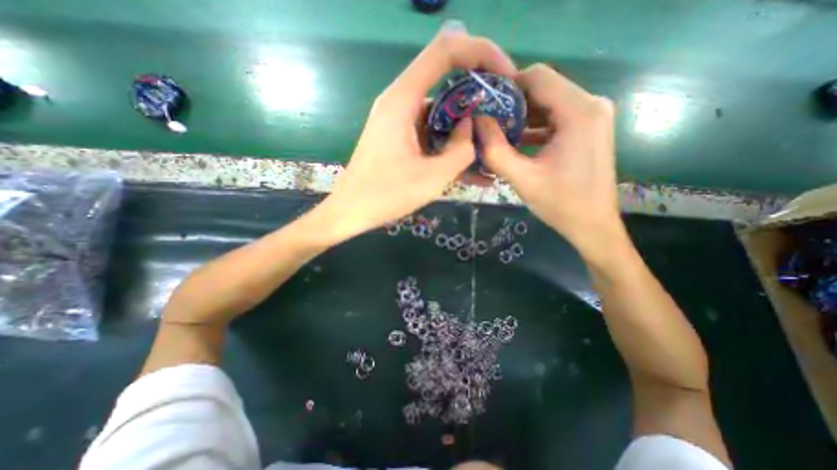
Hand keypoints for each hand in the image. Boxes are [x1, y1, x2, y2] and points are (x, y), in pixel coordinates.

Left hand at [321, 22, 516, 241]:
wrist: (352, 210)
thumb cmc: (386, 195)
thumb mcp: (432, 177)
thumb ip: (461, 150)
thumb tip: (471, 127)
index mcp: (403, 100)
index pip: (446, 51)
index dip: (481, 53)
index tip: (506, 75)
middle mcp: (401, 102)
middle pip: (447, 83)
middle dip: (479, 100)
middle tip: (503, 121)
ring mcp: (401, 121)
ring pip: (442, 114)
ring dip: (467, 132)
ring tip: (492, 152)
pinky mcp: (401, 138)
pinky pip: (432, 134)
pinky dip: (451, 147)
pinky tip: (473, 171)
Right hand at [473, 62, 622, 257]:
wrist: (593, 225)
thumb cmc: (560, 203)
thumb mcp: (521, 178)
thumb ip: (495, 149)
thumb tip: (477, 121)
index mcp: (579, 112)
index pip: (538, 77)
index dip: (507, 86)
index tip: (485, 105)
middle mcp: (591, 104)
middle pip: (544, 87)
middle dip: (513, 103)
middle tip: (488, 122)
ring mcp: (593, 115)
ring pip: (549, 101)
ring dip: (523, 116)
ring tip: (499, 133)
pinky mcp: (589, 128)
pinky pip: (557, 116)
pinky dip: (535, 125)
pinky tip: (518, 142)